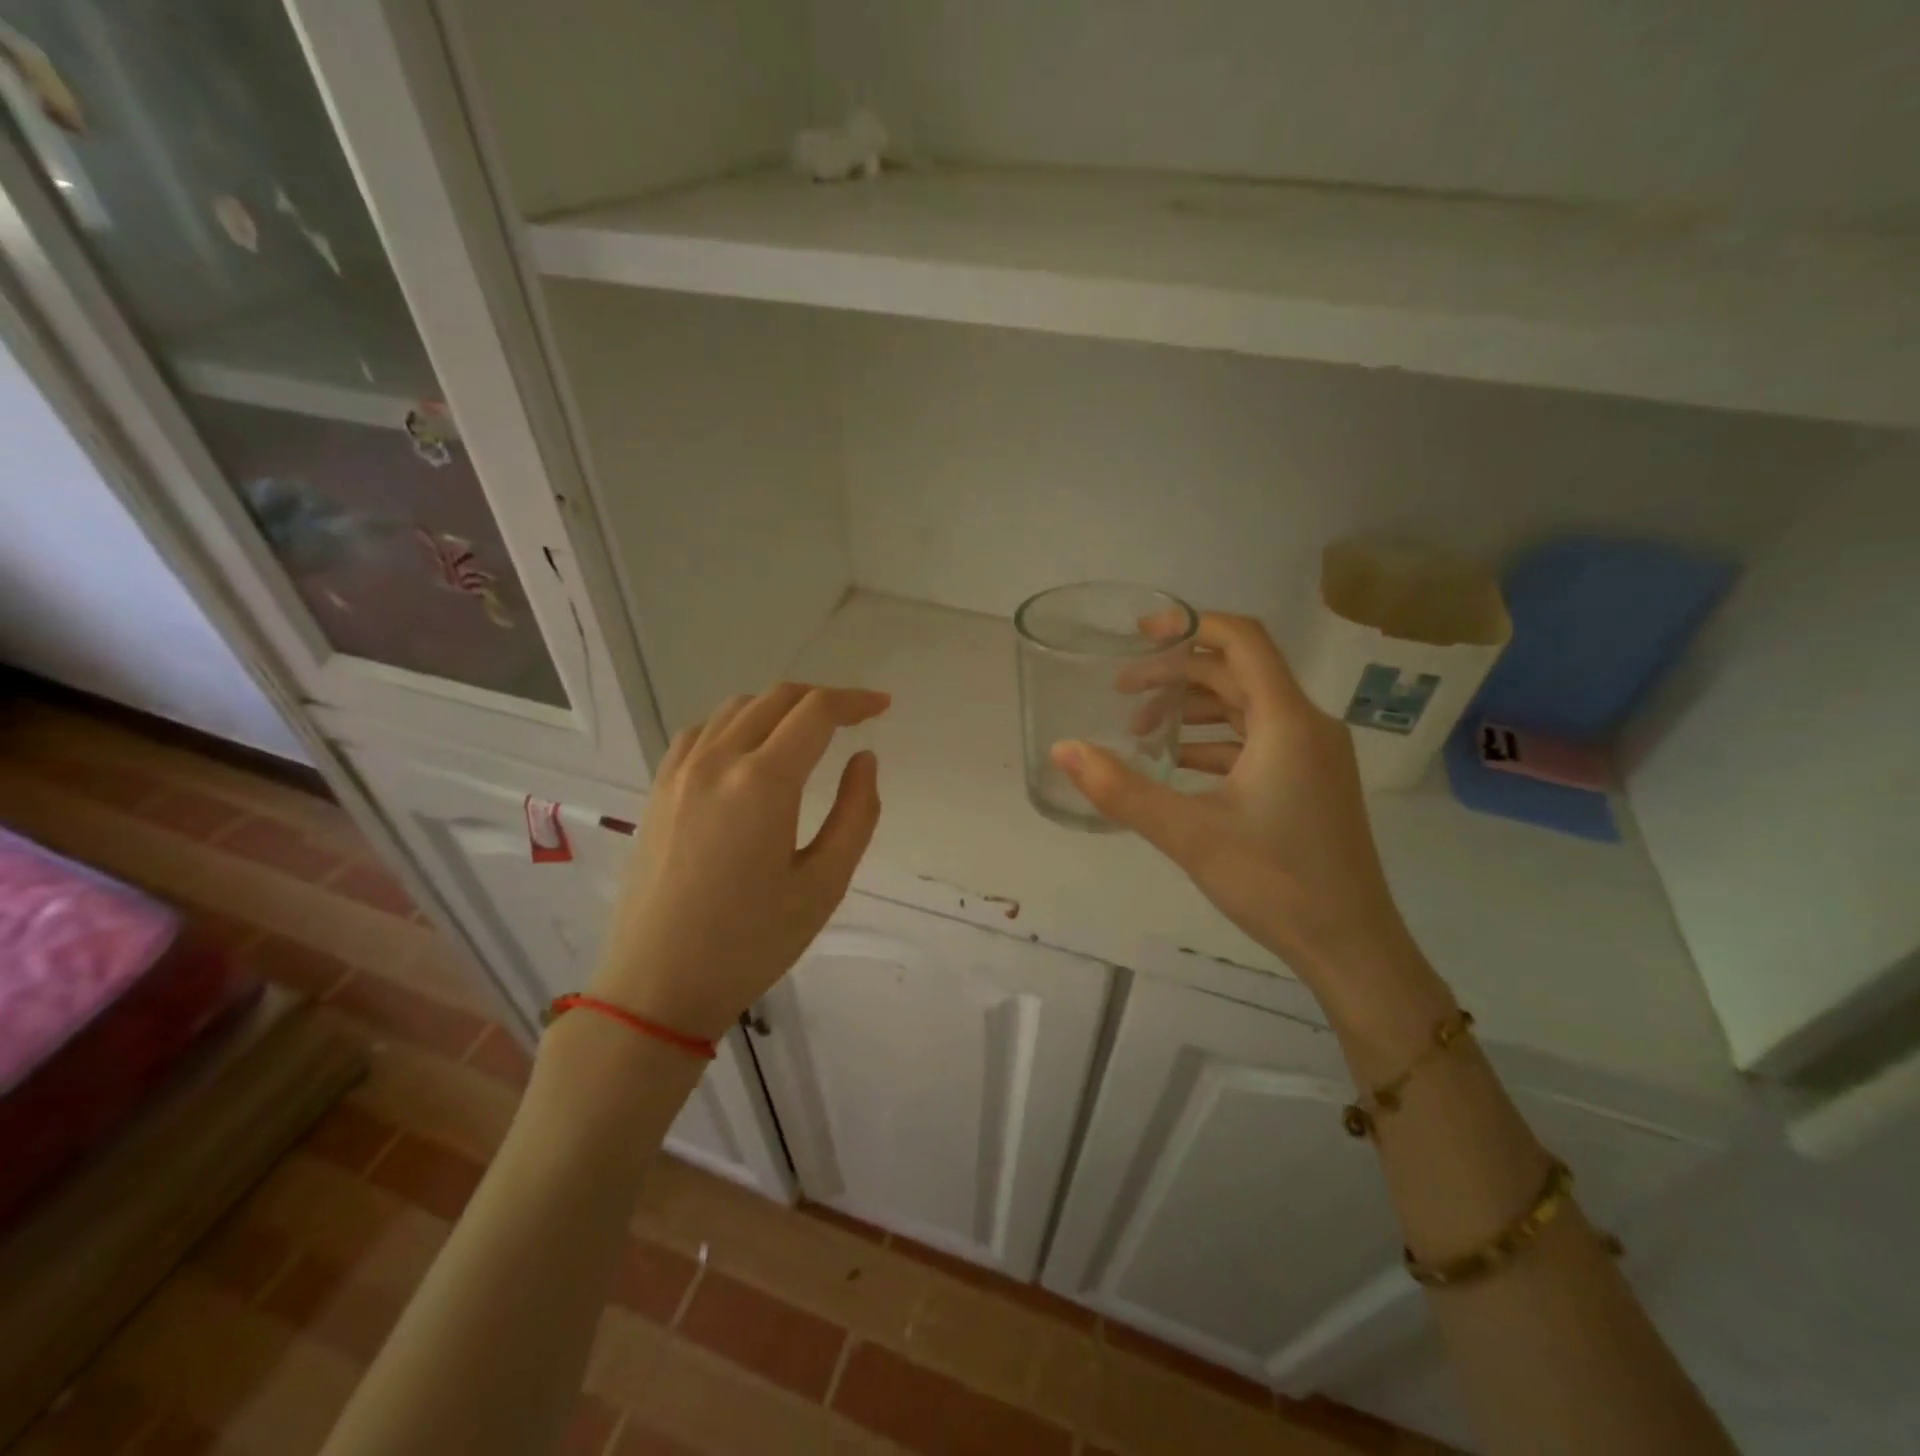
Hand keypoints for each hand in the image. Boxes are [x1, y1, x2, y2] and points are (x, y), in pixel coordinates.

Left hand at [589, 684, 888, 1039]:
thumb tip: (864, 759)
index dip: (855, 701)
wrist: (657, 985)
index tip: (882, 707)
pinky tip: (748, 751)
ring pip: (737, 708)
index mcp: (763, 781)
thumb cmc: (750, 943)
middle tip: (855, 718)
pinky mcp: (658, 790)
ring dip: (780, 708)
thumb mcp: (824, 885)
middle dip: (822, 699)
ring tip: (807, 732)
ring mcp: (680, 772)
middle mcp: (718, 760)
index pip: (816, 712)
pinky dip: (736, 724)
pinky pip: (701, 732)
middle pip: (777, 698)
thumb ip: (855, 814)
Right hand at [1052, 613, 1413, 982]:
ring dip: (1192, 709)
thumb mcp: (1188, 833)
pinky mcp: (1310, 782)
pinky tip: (1177, 765)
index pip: (1241, 639)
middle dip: (1176, 675)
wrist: (1351, 946)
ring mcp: (1313, 755)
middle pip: (1236, 672)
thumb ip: (1121, 789)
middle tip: (1121, 693)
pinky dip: (1213, 741)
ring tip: (1140, 732)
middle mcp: (1307, 725)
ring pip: (1245, 707)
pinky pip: (1256, 740)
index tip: (1138, 633)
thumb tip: (1062, 750)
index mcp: (1287, 720)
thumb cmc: (1275, 883)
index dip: (1189, 624)